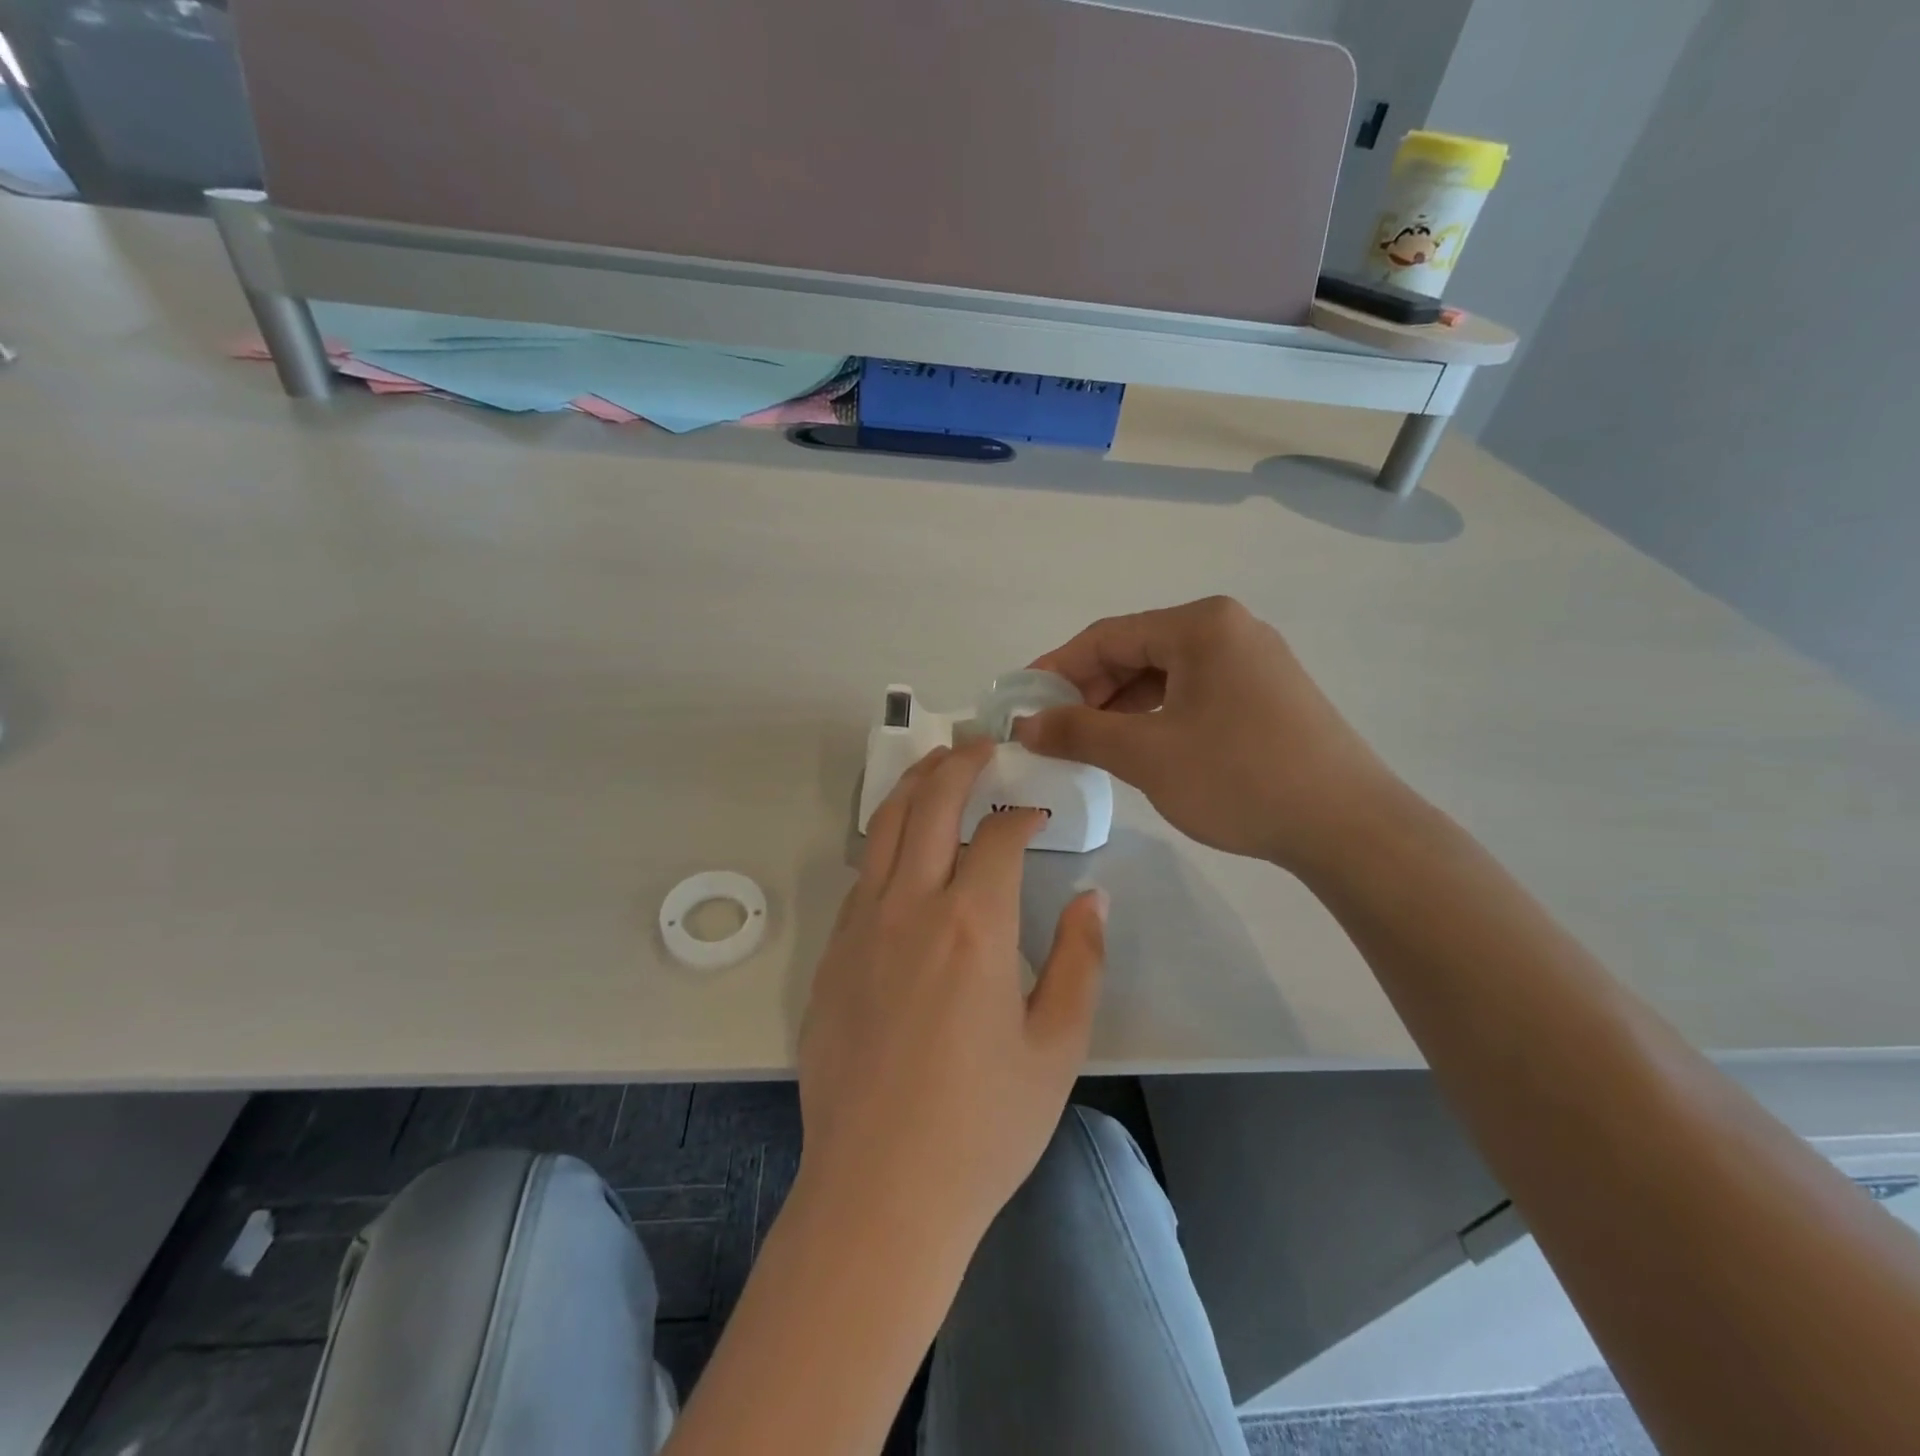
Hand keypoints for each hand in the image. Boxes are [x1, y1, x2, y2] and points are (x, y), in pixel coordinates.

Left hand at [797, 739, 1107, 1241]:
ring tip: (937, 765)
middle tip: (981, 744)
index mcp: (972, 926)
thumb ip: (1079, 959)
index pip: (997, 836)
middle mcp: (910, 908)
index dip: (1022, 815)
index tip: (1038, 815)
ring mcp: (860, 928)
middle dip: (957, 763)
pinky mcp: (831, 956)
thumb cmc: (983, 1126)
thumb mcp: (1057, 1046)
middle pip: (929, 805)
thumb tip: (1091, 895)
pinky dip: (886, 842)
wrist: (880, 1192)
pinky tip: (904, 851)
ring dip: (914, 787)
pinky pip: (861, 876)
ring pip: (884, 829)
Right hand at [1014, 596, 1401, 873]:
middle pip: (1137, 652)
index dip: (1056, 668)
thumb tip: (1024, 725)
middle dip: (1089, 691)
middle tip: (1053, 731)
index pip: (1107, 636)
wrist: (1349, 827)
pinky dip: (1157, 716)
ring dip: (1121, 706)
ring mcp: (1254, 661)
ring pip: (1165, 675)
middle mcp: (1229, 629)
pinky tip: (1139, 747)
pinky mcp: (1267, 695)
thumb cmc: (1240, 778)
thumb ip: (1078, 732)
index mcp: (1201, 625)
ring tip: (1090, 744)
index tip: (1021, 703)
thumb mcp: (1146, 754)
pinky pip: (1194, 693)